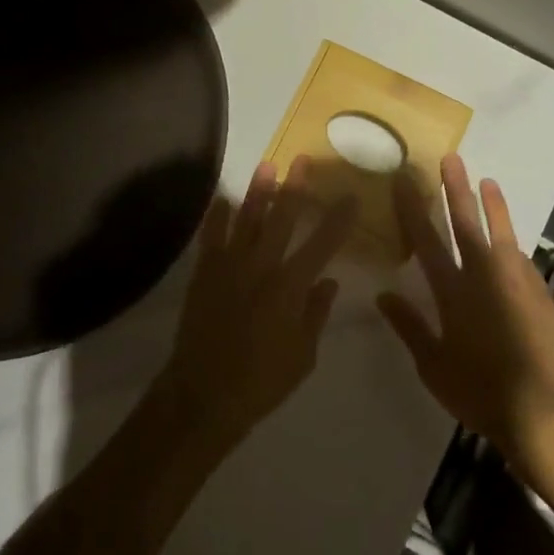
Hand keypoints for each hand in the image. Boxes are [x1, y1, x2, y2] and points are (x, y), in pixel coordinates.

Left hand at [160, 157, 354, 449]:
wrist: (204, 394)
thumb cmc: (262, 381)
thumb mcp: (303, 355)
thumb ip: (316, 314)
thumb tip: (328, 281)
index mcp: (291, 286)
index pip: (322, 245)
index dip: (338, 220)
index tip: (350, 196)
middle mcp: (262, 266)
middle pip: (282, 218)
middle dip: (295, 187)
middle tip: (302, 160)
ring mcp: (230, 265)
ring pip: (247, 218)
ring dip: (258, 191)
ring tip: (267, 165)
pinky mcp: (205, 271)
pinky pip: (212, 236)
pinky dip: (217, 216)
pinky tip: (223, 199)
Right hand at [378, 155, 553, 465]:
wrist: (541, 411)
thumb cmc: (479, 391)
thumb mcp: (433, 365)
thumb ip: (409, 326)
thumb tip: (383, 295)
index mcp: (452, 290)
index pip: (425, 239)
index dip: (412, 208)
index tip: (403, 179)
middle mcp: (483, 276)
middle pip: (466, 222)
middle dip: (456, 188)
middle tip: (452, 158)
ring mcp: (516, 282)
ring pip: (502, 232)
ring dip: (493, 206)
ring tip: (488, 181)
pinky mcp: (540, 294)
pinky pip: (522, 261)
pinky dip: (513, 246)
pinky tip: (512, 244)